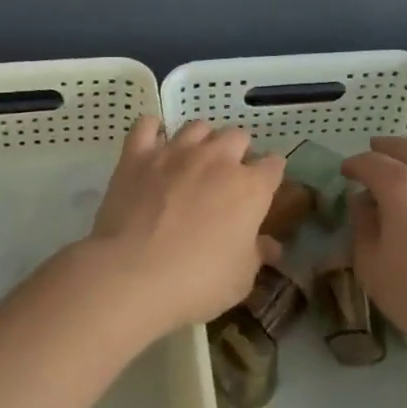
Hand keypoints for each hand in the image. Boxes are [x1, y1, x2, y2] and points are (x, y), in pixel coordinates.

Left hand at [83, 117, 284, 334]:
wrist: (132, 274)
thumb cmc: (197, 281)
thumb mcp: (240, 279)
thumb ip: (257, 254)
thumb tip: (271, 246)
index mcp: (250, 188)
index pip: (274, 165)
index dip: (270, 175)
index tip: (265, 189)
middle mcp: (217, 159)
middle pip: (238, 136)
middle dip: (238, 152)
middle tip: (227, 178)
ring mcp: (175, 152)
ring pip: (198, 127)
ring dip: (202, 140)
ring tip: (193, 161)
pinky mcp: (138, 155)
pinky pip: (147, 125)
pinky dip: (153, 131)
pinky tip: (154, 145)